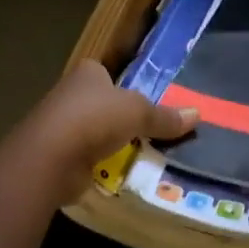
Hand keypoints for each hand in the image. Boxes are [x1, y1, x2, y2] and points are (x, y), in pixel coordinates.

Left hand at [14, 61, 198, 203]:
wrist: (50, 158)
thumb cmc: (95, 119)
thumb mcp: (139, 113)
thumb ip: (165, 116)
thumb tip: (198, 114)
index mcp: (87, 74)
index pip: (106, 74)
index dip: (122, 85)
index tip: (141, 102)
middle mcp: (69, 95)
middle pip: (101, 104)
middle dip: (119, 118)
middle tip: (149, 133)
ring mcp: (60, 126)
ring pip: (93, 133)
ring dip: (110, 144)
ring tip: (139, 156)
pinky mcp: (57, 156)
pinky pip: (86, 158)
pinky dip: (99, 165)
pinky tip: (118, 174)